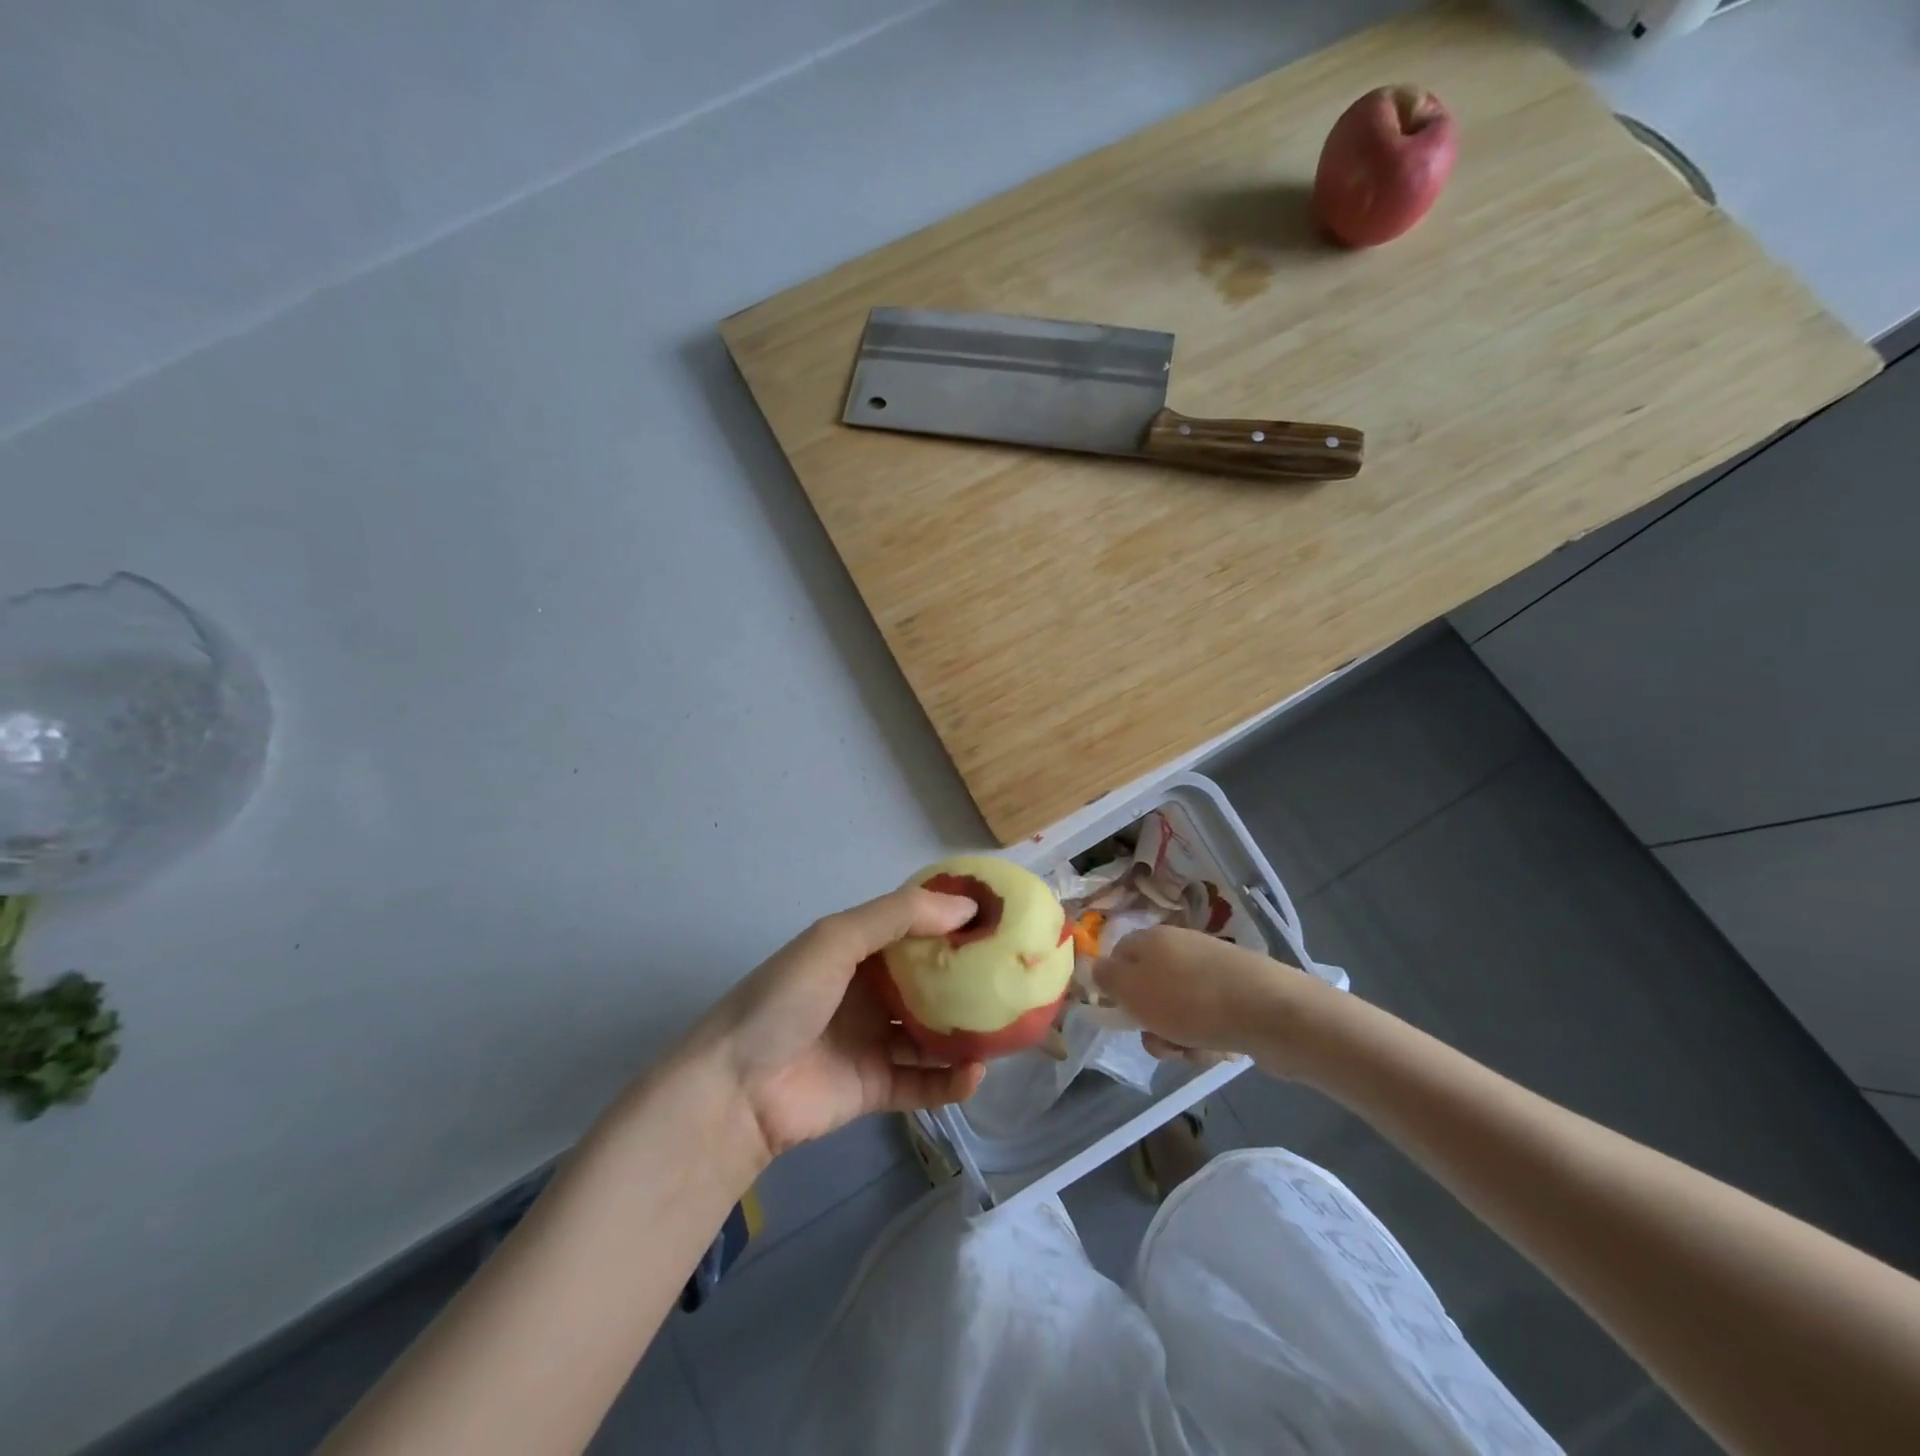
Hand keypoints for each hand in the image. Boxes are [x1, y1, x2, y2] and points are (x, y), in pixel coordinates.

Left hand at [698, 887, 987, 1161]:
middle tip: (1015, 975)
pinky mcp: (874, 1088)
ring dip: (967, 1033)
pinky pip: (922, 1084)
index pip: (914, 928)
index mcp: (857, 950)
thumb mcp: (836, 940)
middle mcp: (869, 992)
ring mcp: (873, 1042)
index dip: (953, 922)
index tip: (1000, 918)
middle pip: (929, 982)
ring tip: (1010, 1028)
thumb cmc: (785, 999)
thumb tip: (966, 906)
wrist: (735, 1089)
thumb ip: (899, 917)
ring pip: (932, 1035)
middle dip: (969, 979)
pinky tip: (976, 1074)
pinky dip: (951, 1082)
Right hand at [1094, 926, 1328, 1070]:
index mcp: (1153, 938)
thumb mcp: (1133, 990)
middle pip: (1150, 988)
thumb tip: (1096, 966)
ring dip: (1178, 1036)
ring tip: (1192, 1050)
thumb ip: (1107, 978)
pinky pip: (1209, 1019)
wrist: (1271, 1013)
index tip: (1121, 1014)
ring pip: (1178, 1009)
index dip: (1115, 986)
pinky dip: (1207, 1038)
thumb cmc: (1191, 1000)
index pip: (1119, 955)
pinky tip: (1217, 1049)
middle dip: (1150, 1022)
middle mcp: (1182, 947)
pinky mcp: (1239, 993)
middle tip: (1160, 1040)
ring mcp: (1213, 969)